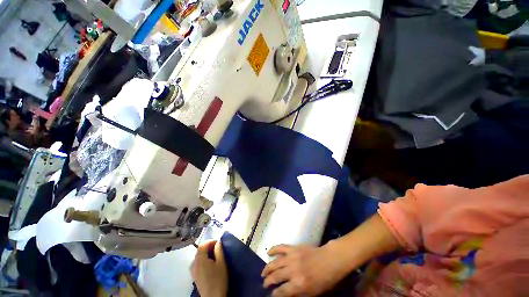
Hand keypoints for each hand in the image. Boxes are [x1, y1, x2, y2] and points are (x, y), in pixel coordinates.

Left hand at [190, 241, 227, 296]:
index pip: (202, 245)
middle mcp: (194, 264)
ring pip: (198, 257)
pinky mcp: (194, 276)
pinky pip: (197, 263)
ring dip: (205, 253)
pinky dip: (203, 259)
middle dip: (208, 246)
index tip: (218, 243)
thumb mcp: (222, 263)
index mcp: (200, 260)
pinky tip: (210, 263)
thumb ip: (219, 251)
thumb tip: (218, 242)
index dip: (210, 241)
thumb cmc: (219, 279)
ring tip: (215, 255)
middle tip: (217, 248)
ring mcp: (193, 271)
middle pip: (199, 250)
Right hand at [262, 243, 349, 296]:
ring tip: (263, 273)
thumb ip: (297, 294)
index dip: (274, 294)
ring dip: (267, 268)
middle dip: (268, 282)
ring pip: (275, 263)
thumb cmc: (324, 280)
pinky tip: (268, 252)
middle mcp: (292, 271)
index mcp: (298, 285)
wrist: (330, 260)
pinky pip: (280, 247)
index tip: (271, 295)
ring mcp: (292, 257)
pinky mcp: (293, 248)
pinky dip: (273, 249)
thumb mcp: (313, 294)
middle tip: (264, 284)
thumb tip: (284, 294)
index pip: (281, 292)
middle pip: (275, 277)